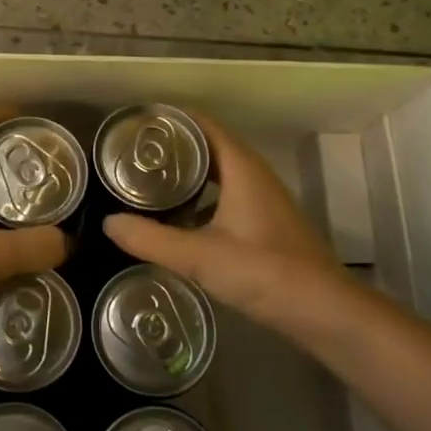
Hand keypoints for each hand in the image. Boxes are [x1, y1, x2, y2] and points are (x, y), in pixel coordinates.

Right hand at [104, 112, 351, 328]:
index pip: (202, 125)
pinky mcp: (265, 224)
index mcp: (241, 167)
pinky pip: (225, 196)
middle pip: (208, 147)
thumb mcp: (199, 256)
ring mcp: (263, 200)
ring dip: (186, 175)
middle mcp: (254, 175)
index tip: (135, 124)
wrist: (324, 311)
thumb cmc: (264, 271)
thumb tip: (107, 223)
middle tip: (132, 155)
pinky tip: (177, 220)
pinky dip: (200, 199)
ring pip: (218, 174)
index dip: (170, 120)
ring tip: (147, 183)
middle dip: (172, 148)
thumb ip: (151, 239)